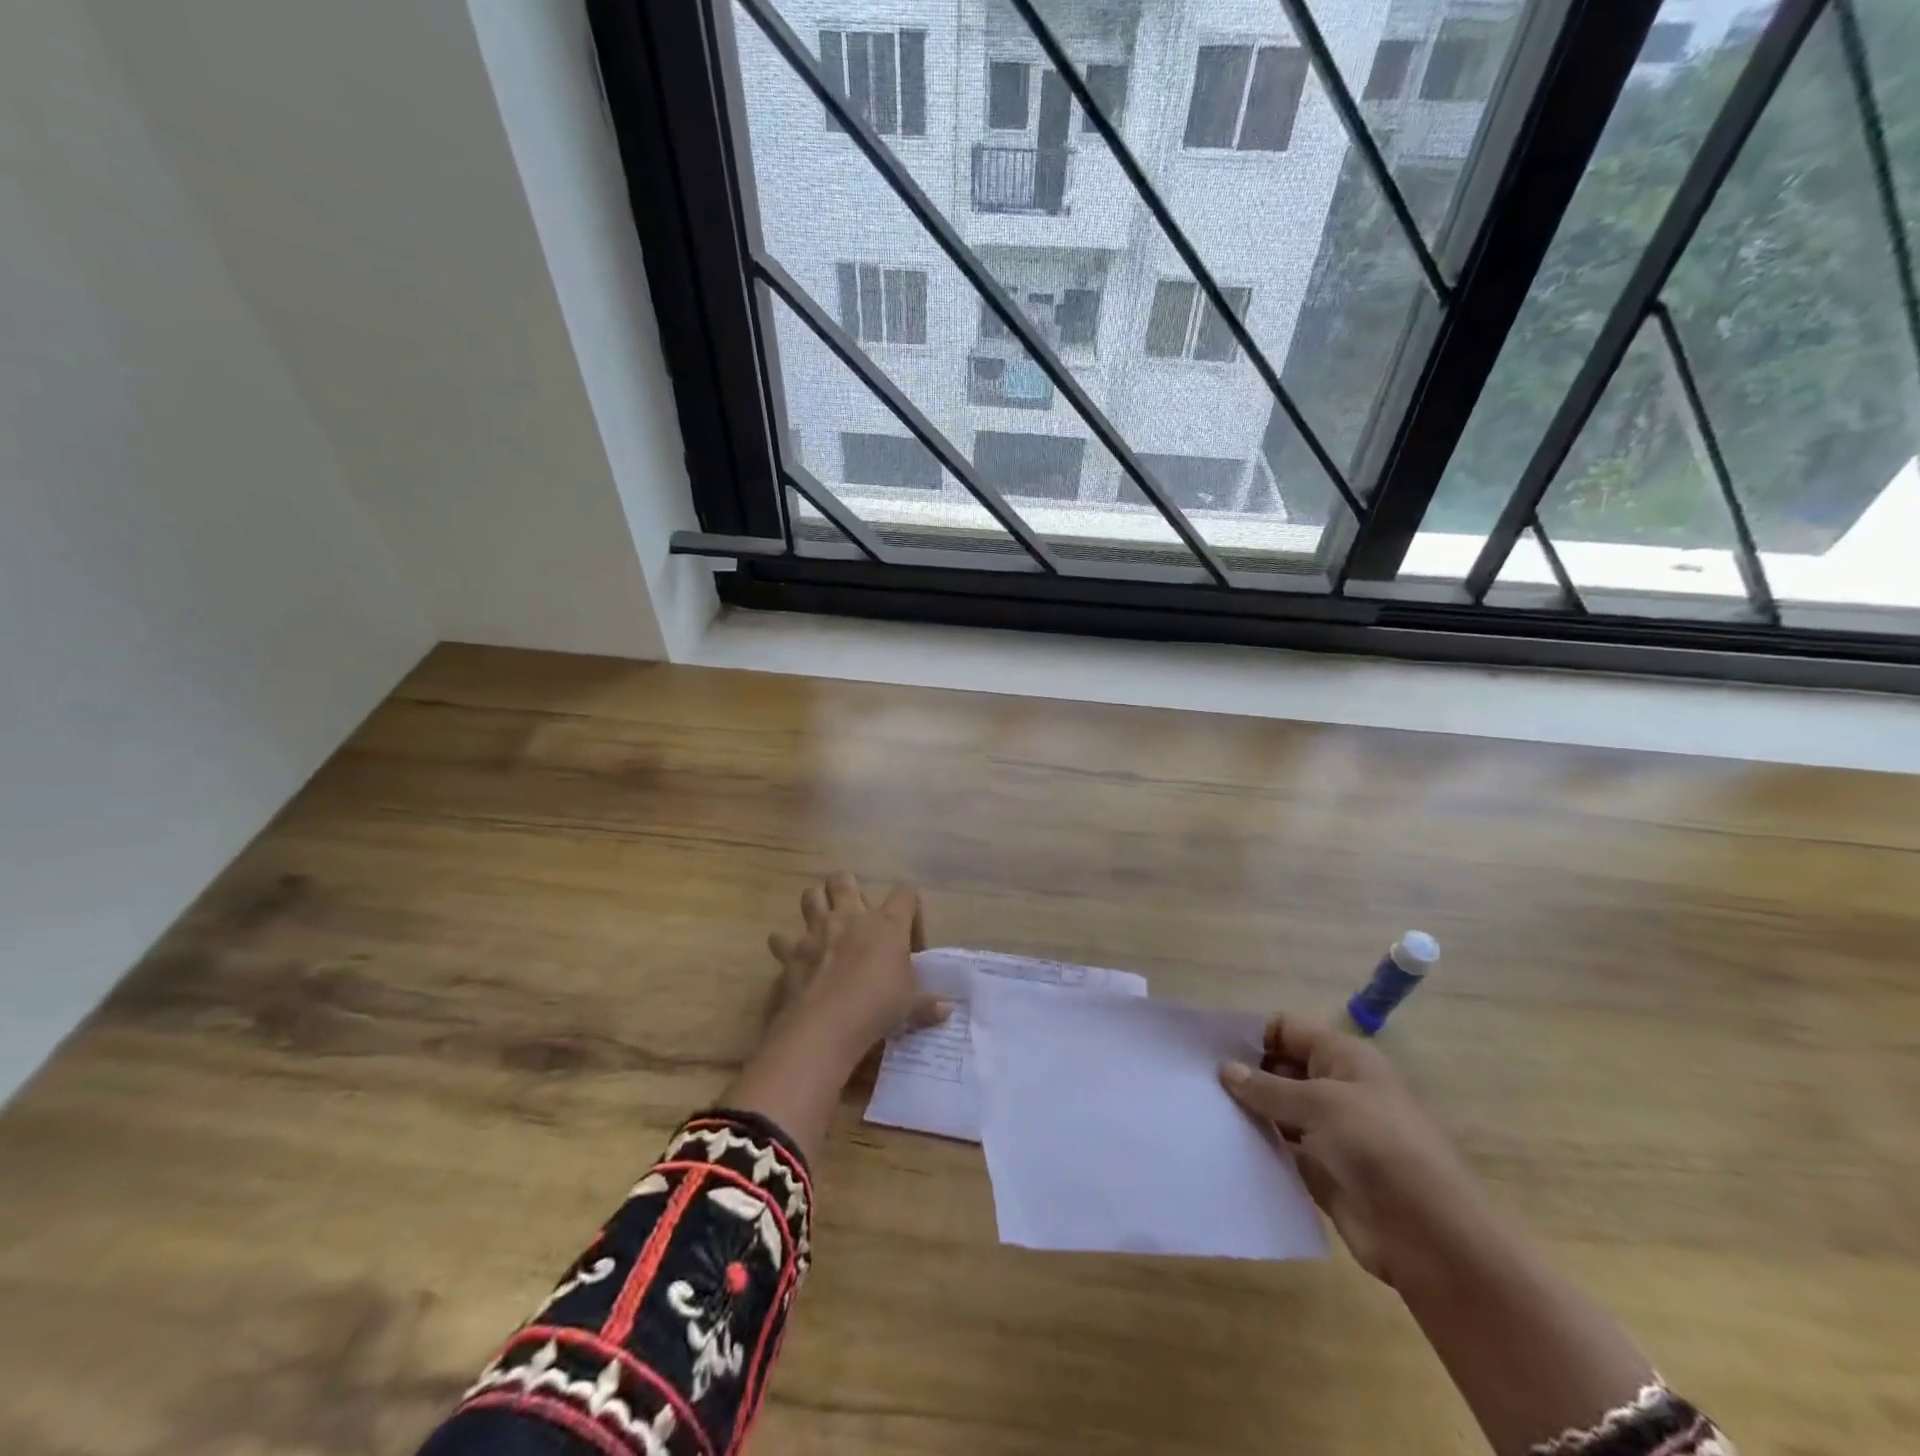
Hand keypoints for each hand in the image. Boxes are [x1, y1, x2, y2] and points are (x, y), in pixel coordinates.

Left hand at [764, 872, 949, 1068]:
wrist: (827, 1024)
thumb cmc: (878, 1007)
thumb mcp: (909, 1006)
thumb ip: (927, 1004)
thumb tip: (946, 1011)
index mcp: (887, 923)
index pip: (905, 892)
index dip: (910, 906)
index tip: (909, 937)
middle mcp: (851, 916)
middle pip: (844, 879)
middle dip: (847, 888)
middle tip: (854, 913)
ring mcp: (817, 930)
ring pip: (810, 896)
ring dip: (815, 904)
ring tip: (822, 922)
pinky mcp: (791, 951)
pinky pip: (781, 938)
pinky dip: (785, 945)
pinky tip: (793, 957)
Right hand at [1219, 1016, 1490, 1287]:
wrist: (1433, 1239)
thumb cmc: (1380, 1149)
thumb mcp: (1320, 1105)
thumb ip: (1268, 1087)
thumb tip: (1225, 1069)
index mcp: (1344, 1059)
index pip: (1287, 1030)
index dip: (1251, 1035)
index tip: (1209, 1049)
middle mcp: (1337, 1088)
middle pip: (1280, 1068)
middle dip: (1244, 1073)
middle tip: (1197, 1082)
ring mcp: (1330, 1132)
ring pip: (1278, 1110)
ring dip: (1248, 1112)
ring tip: (1203, 1112)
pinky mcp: (1324, 1171)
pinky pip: (1283, 1149)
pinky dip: (1260, 1146)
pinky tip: (1225, 1146)